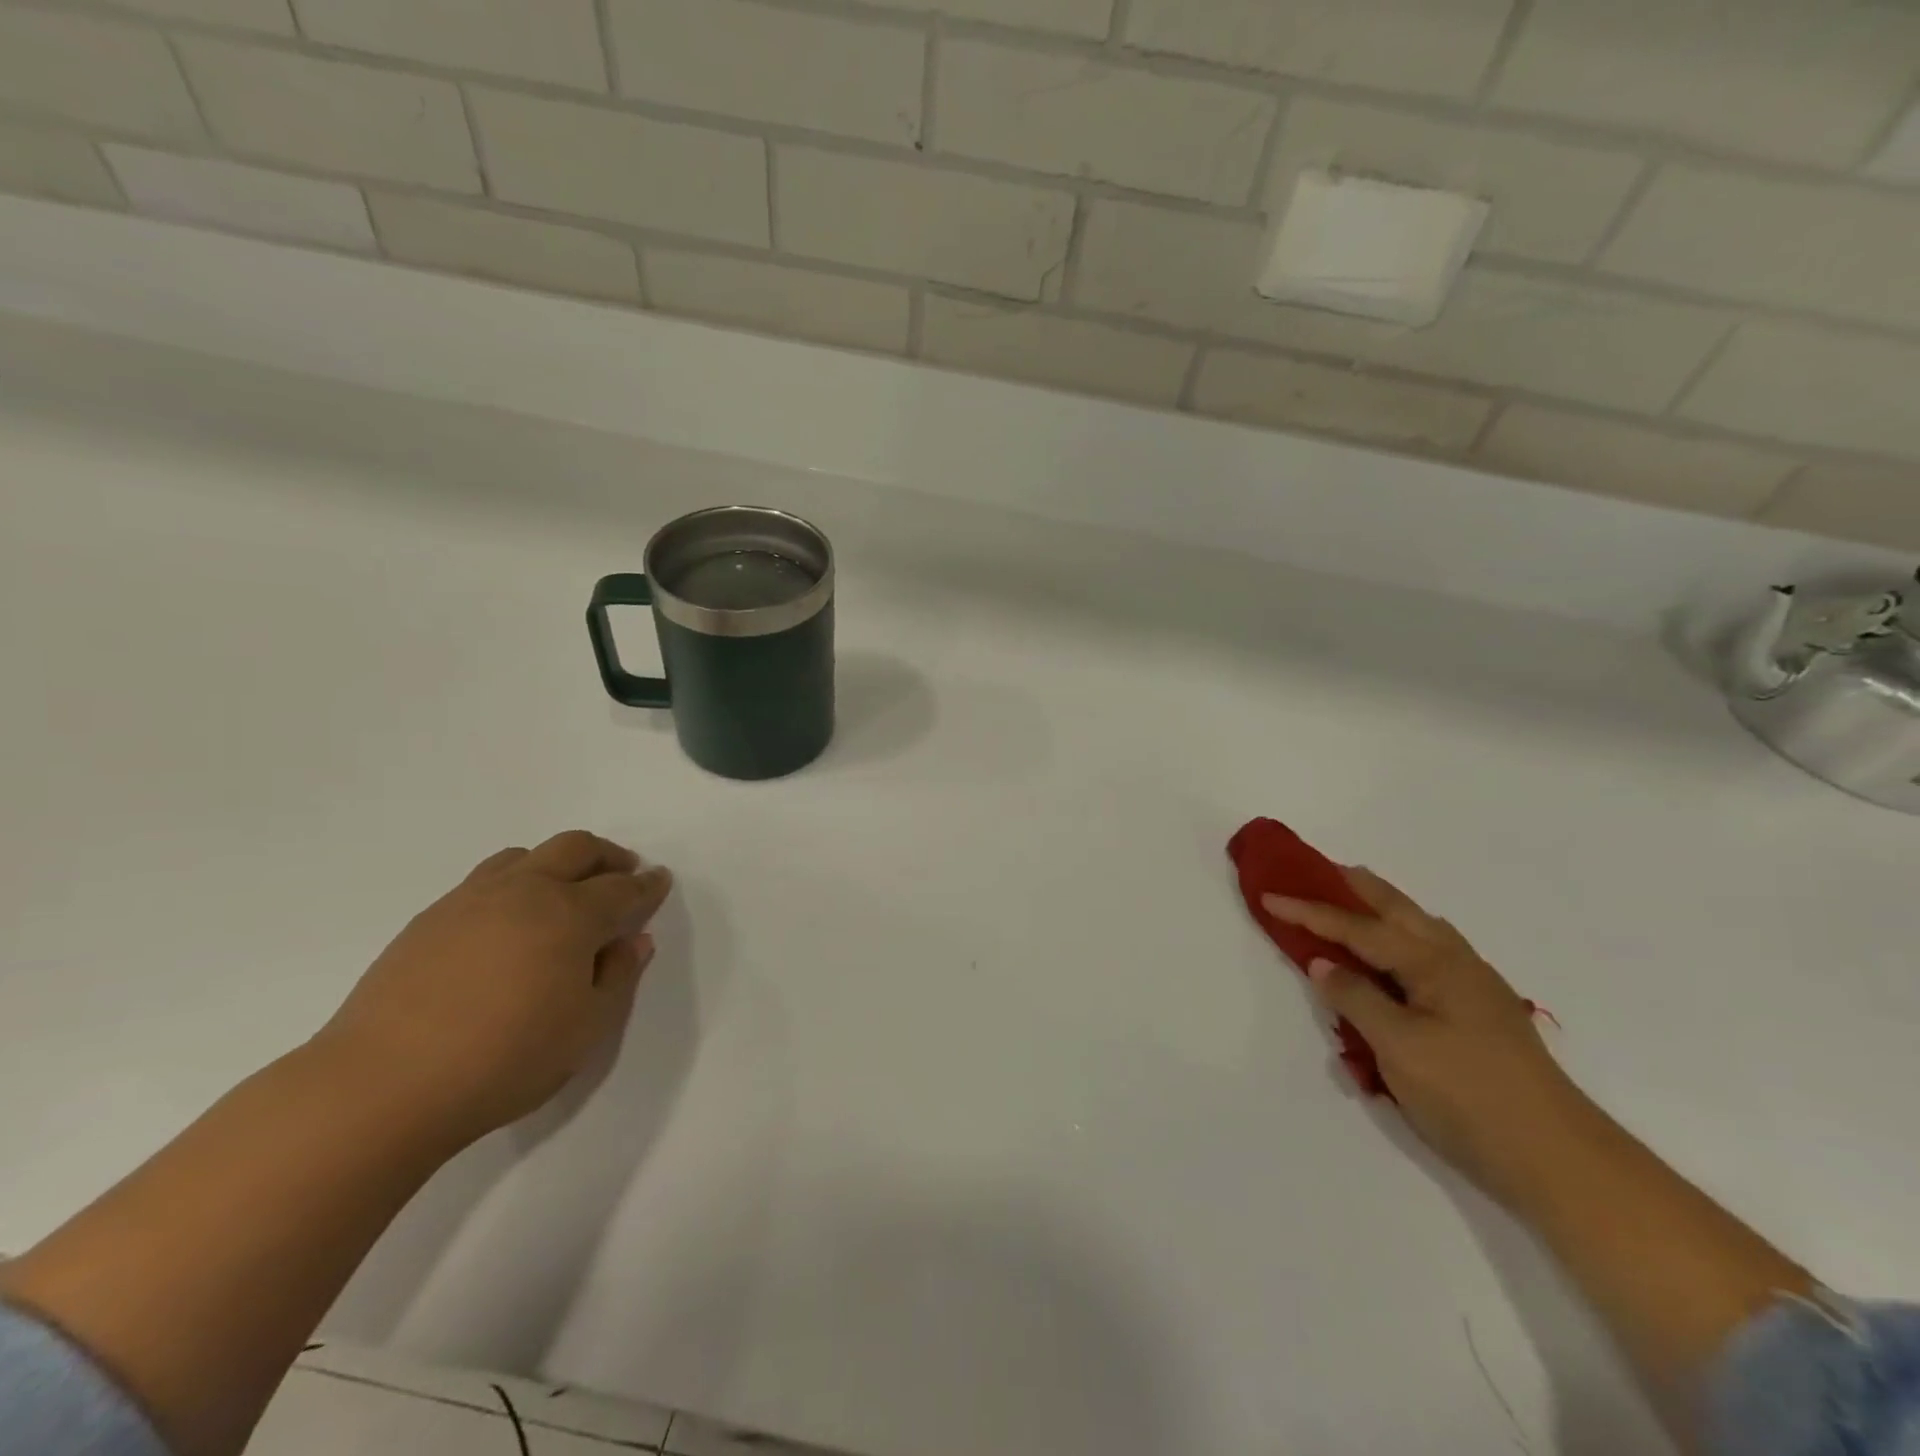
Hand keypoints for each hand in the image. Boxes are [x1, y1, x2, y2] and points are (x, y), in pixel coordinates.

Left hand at [311, 831, 672, 1148]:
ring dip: (557, 862)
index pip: (622, 888)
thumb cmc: (505, 1060)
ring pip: (525, 856)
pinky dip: (515, 882)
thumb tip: (632, 941)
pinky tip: (509, 921)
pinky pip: (485, 880)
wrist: (382, 1086)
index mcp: (570, 915)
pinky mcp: (430, 919)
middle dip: (607, 855)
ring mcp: (471, 900)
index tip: (660, 881)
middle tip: (623, 871)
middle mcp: (525, 892)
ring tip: (565, 890)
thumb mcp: (587, 1028)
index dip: (647, 885)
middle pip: (576, 848)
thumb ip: (618, 977)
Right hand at [1265, 868, 1592, 1202]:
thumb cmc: (1468, 1095)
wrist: (1557, 1159)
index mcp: (1433, 964)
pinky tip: (1397, 954)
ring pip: (1421, 929)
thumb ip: (1356, 998)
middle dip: (1357, 888)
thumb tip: (1322, 963)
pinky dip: (1403, 937)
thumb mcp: (1398, 1046)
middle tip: (1321, 869)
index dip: (1311, 911)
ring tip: (1356, 900)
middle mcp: (1455, 963)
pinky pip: (1430, 953)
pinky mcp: (1480, 1013)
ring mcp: (1474, 988)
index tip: (1270, 895)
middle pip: (1398, 911)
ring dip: (1384, 909)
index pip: (1358, 928)